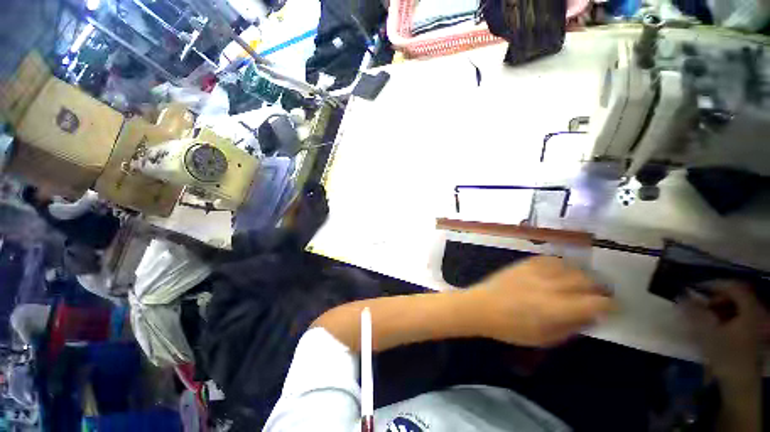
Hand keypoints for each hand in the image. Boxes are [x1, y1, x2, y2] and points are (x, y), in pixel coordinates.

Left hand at [465, 256, 614, 346]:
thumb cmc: (511, 328)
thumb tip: (592, 317)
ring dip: (582, 275)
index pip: (597, 302)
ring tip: (582, 284)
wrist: (482, 306)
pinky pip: (550, 259)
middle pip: (587, 281)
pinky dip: (561, 265)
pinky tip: (561, 272)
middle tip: (599, 296)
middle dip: (599, 289)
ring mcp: (536, 271)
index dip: (611, 305)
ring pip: (571, 267)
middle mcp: (551, 285)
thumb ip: (572, 327)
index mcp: (558, 308)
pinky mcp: (525, 263)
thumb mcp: (545, 338)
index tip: (613, 308)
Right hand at [680, 283, 764, 383]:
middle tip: (700, 303)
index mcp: (750, 309)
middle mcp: (757, 313)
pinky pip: (740, 317)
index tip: (696, 287)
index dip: (715, 284)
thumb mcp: (707, 333)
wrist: (739, 383)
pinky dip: (726, 316)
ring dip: (720, 306)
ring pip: (738, 307)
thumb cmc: (725, 355)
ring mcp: (757, 325)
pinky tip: (716, 325)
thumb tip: (680, 294)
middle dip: (717, 297)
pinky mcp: (753, 335)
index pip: (734, 286)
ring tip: (706, 314)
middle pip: (737, 296)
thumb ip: (693, 312)